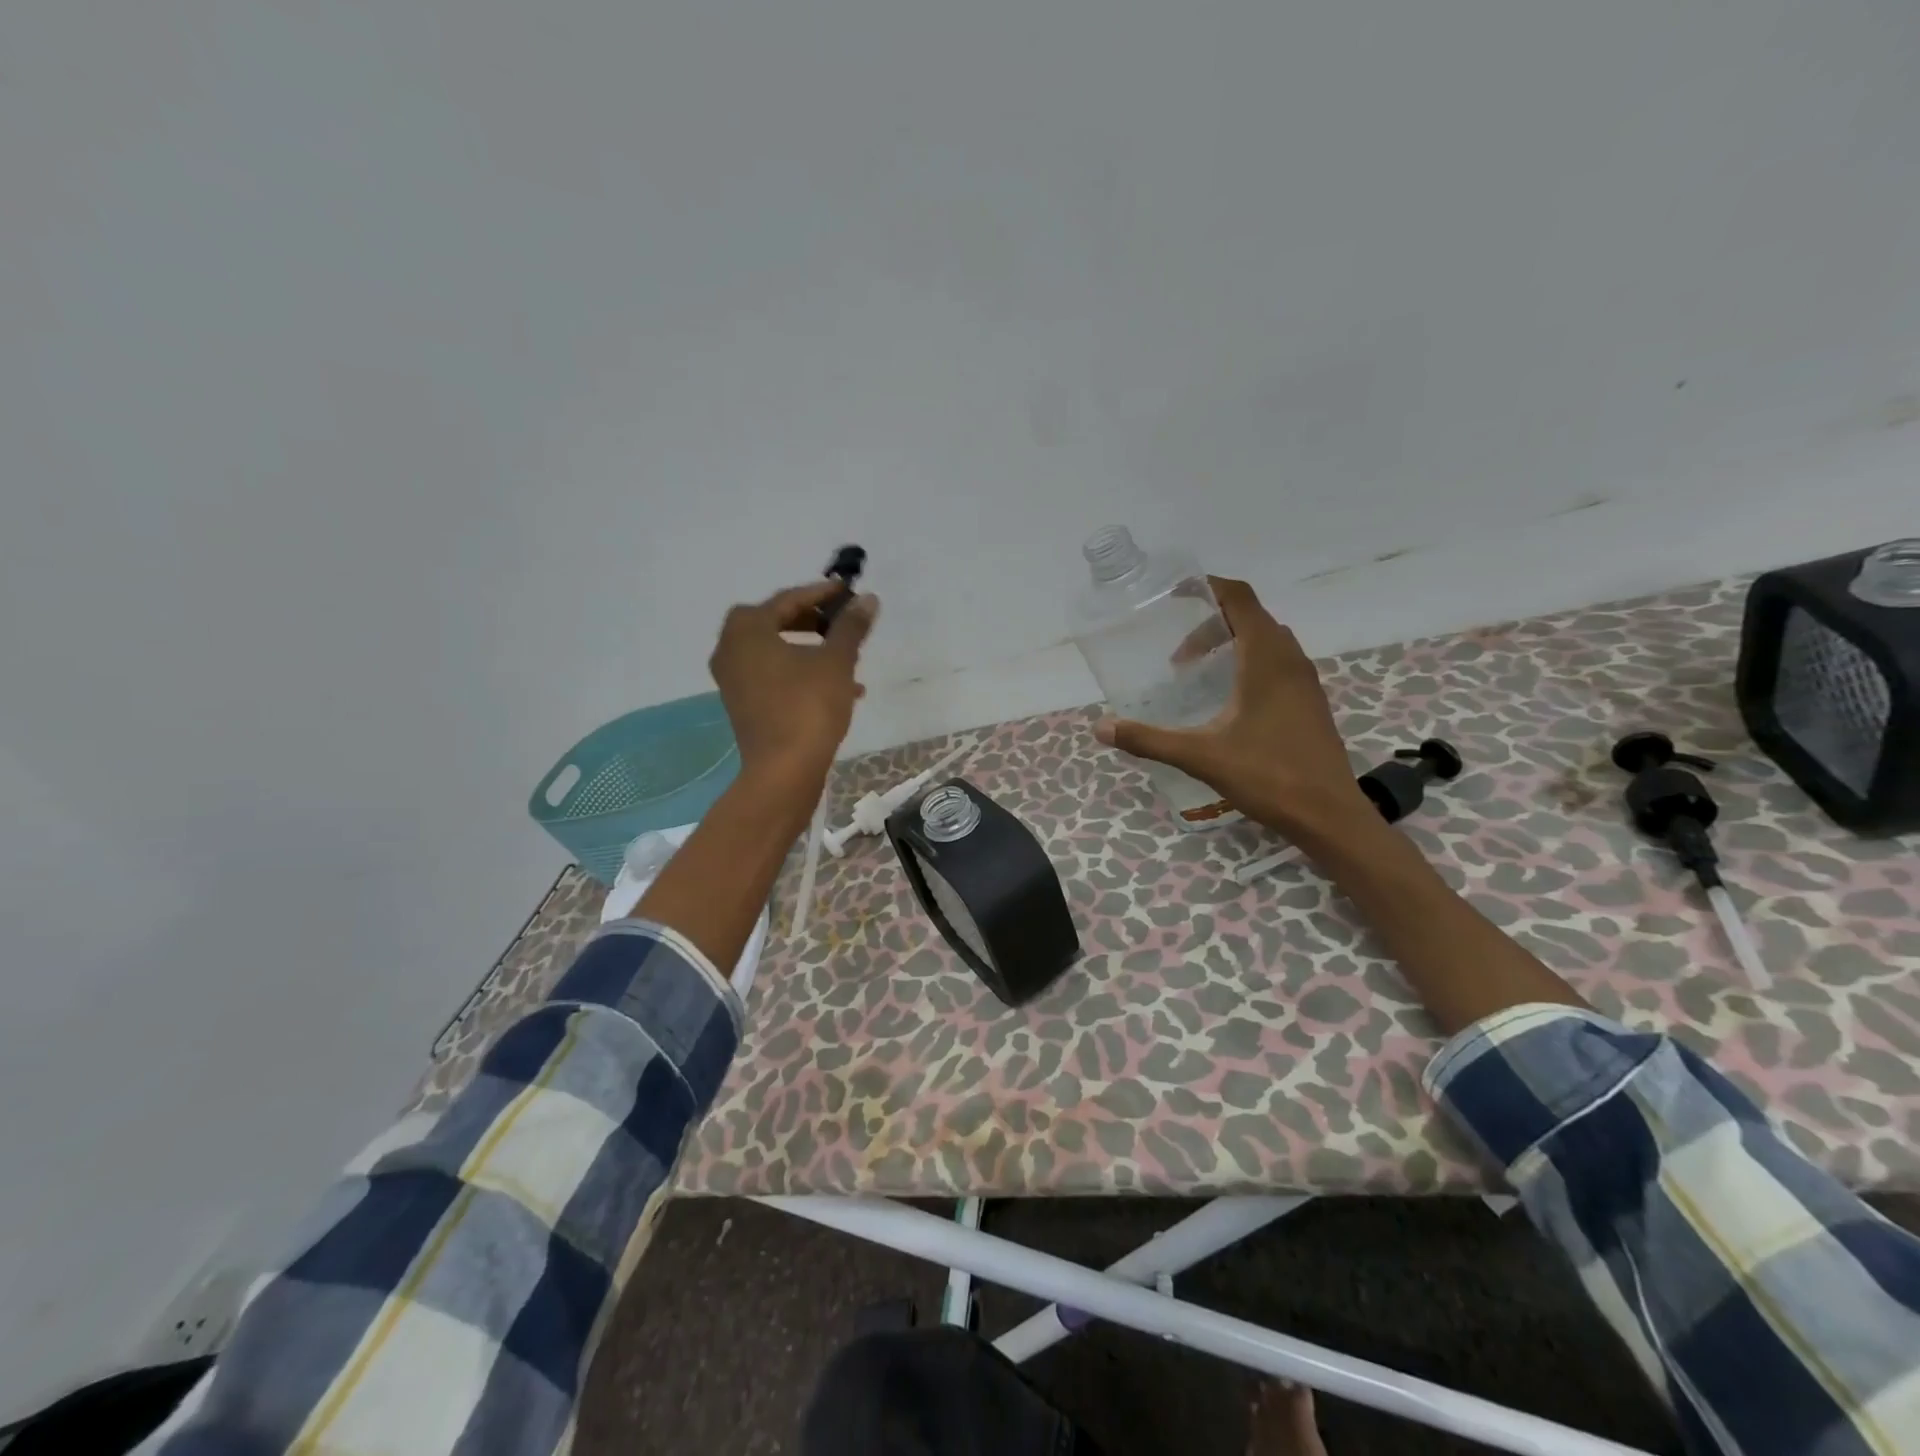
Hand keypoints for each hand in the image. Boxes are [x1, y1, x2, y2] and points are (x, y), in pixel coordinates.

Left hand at [709, 580, 877, 800]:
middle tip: (841, 622)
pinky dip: (801, 674)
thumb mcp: (836, 661)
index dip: (821, 593)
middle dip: (813, 621)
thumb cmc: (808, 706)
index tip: (848, 592)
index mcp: (747, 630)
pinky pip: (774, 676)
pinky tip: (840, 690)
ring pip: (776, 652)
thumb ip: (850, 626)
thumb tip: (867, 599)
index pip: (787, 599)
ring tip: (848, 658)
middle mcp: (731, 649)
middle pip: (776, 623)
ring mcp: (734, 680)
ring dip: (810, 650)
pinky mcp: (743, 705)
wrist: (784, 771)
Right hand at [1092, 577, 1371, 838]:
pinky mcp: (1310, 702)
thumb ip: (1149, 739)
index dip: (1209, 589)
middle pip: (1252, 617)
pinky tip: (1229, 698)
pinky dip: (1250, 662)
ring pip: (1268, 640)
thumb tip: (1101, 727)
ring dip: (1233, 642)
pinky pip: (1278, 662)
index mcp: (1266, 659)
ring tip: (1199, 670)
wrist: (1329, 815)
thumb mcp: (1200, 756)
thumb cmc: (1268, 776)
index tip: (1176, 595)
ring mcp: (1305, 681)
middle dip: (1212, 621)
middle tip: (1179, 650)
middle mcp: (1290, 660)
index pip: (1240, 599)